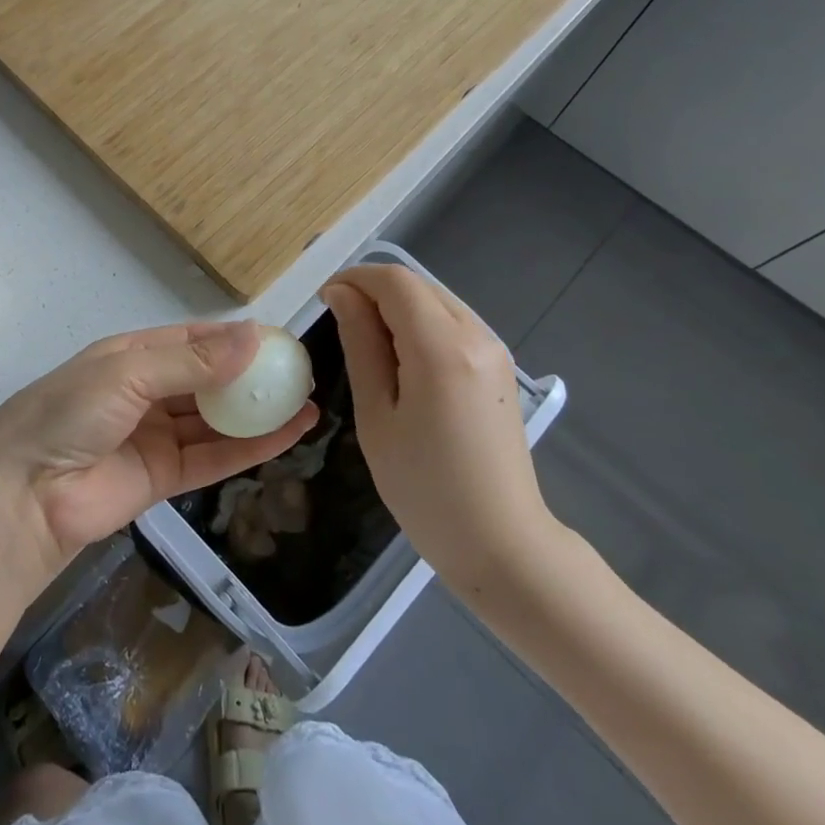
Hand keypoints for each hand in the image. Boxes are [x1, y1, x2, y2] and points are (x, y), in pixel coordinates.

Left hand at [0, 320, 318, 581]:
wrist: (24, 496)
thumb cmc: (69, 414)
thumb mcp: (128, 373)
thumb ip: (192, 361)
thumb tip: (253, 337)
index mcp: (133, 355)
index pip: (193, 339)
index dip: (235, 339)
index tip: (279, 339)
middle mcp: (148, 391)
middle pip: (210, 379)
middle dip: (252, 376)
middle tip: (301, 372)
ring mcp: (157, 435)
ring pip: (218, 419)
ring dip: (259, 412)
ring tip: (307, 401)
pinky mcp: (166, 478)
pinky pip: (215, 456)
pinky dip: (252, 447)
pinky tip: (289, 434)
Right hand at [321, 265, 559, 597]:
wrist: (501, 544)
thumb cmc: (424, 487)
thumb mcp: (376, 414)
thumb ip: (360, 344)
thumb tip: (341, 295)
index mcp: (442, 348)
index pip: (394, 282)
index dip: (354, 279)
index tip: (324, 302)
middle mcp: (475, 335)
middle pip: (417, 285)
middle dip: (373, 291)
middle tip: (339, 325)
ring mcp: (494, 350)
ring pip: (435, 300)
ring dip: (396, 306)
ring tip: (367, 345)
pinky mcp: (499, 367)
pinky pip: (452, 322)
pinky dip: (420, 323)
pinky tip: (402, 360)